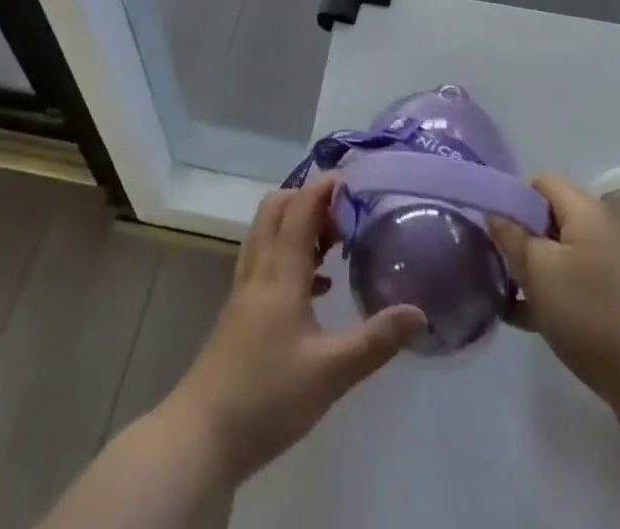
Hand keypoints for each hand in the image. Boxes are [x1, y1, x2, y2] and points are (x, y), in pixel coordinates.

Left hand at [161, 175, 424, 484]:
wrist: (200, 438)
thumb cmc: (267, 398)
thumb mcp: (331, 373)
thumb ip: (376, 340)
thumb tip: (419, 312)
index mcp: (280, 272)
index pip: (301, 207)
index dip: (325, 186)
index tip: (355, 181)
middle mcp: (259, 269)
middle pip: (278, 208)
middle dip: (311, 199)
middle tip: (346, 216)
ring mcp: (245, 289)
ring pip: (268, 232)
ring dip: (298, 224)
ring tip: (335, 244)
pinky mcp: (239, 311)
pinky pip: (265, 259)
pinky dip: (289, 254)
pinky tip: (315, 286)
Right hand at [488, 173, 619, 420]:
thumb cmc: (591, 313)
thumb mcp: (539, 271)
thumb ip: (511, 237)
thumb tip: (495, 213)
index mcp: (584, 210)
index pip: (541, 181)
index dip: (513, 196)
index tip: (492, 228)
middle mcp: (599, 230)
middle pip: (548, 217)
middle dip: (518, 236)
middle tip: (493, 262)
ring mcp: (608, 267)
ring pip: (557, 255)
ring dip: (529, 269)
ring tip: (498, 292)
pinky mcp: (611, 302)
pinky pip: (570, 285)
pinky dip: (546, 295)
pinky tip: (518, 318)